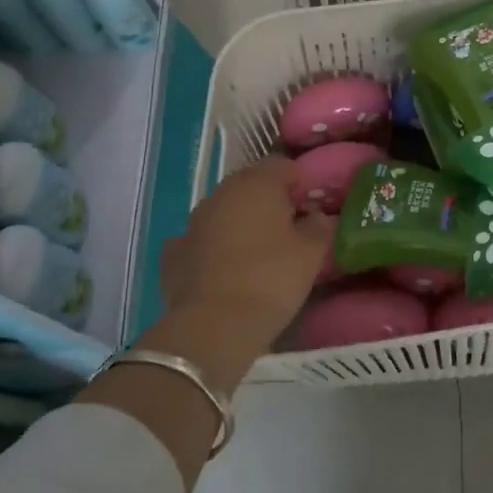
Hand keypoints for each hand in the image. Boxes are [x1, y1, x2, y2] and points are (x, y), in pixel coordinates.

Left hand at [158, 157, 331, 361]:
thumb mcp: (311, 254)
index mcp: (257, 184)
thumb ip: (319, 226)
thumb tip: (317, 215)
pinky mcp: (173, 253)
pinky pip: (201, 241)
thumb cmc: (271, 279)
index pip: (283, 166)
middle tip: (289, 232)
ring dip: (240, 224)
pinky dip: (213, 249)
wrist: (214, 326)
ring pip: (224, 212)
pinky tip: (224, 270)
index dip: (300, 184)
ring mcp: (192, 223)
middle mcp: (221, 194)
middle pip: (251, 186)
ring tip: (259, 254)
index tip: (312, 209)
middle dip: (269, 202)